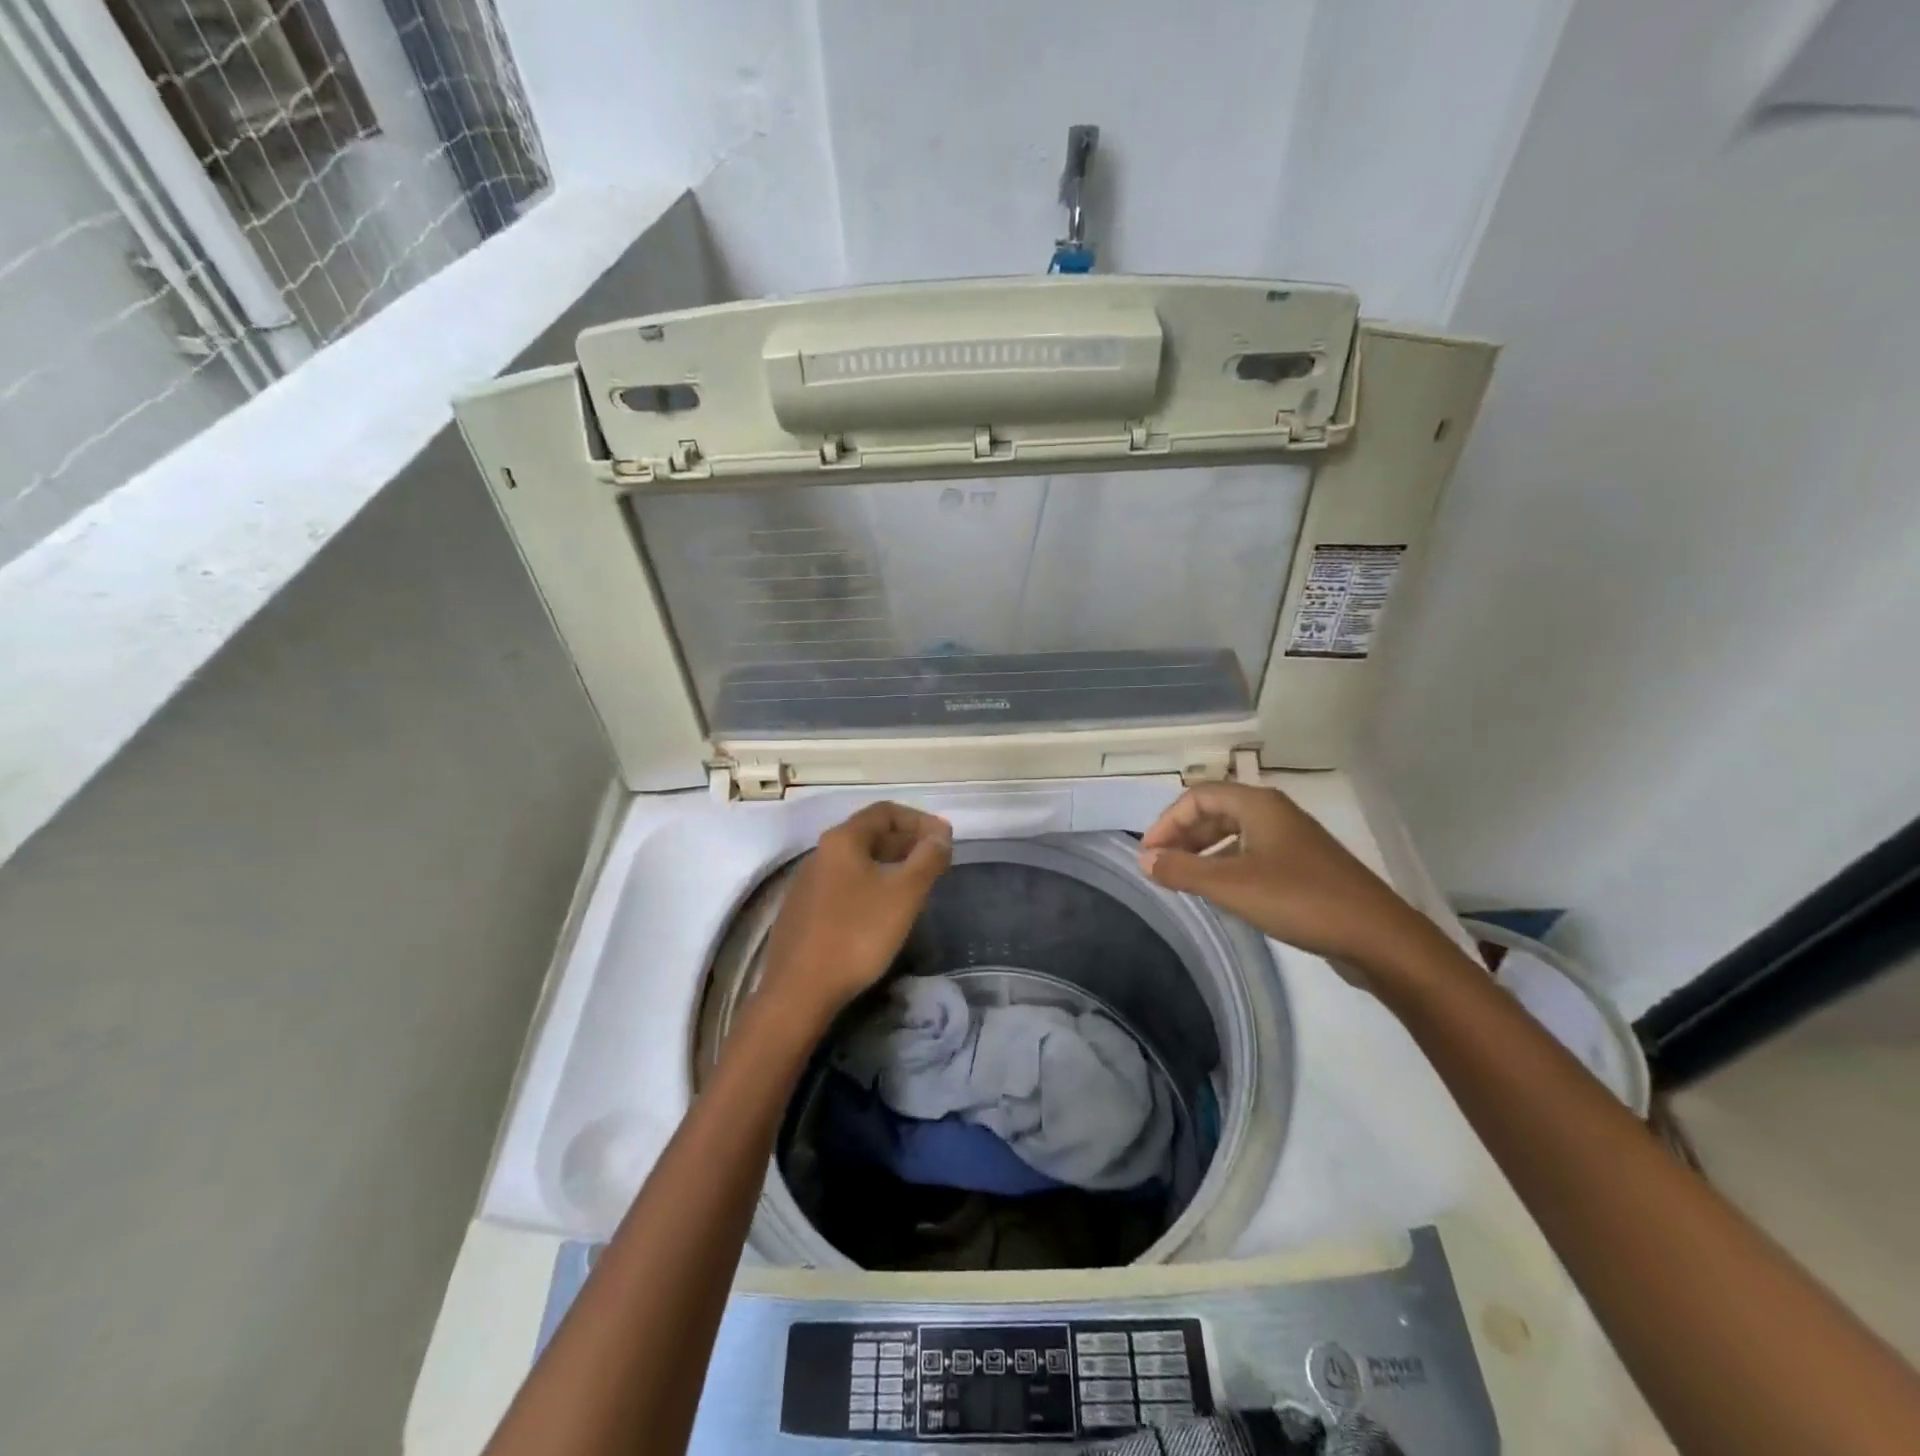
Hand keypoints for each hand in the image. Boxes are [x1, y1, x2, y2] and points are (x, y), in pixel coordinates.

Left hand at [757, 802, 952, 1028]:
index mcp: (843, 840)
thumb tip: (941, 834)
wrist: (799, 991)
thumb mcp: (904, 895)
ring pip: (856, 861)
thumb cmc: (857, 934)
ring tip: (915, 885)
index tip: (944, 839)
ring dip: (889, 864)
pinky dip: (870, 885)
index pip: (885, 811)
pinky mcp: (802, 911)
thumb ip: (927, 859)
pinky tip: (883, 911)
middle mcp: (820, 853)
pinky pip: (843, 885)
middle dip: (906, 842)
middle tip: (935, 861)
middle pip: (869, 834)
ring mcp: (807, 883)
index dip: (919, 820)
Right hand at [1137, 782, 1441, 987]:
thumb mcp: (1231, 885)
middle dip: (1183, 835)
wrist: (1378, 937)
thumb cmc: (1299, 900)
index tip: (1148, 854)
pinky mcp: (1303, 867)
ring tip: (1182, 879)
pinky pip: (1252, 855)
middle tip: (1160, 866)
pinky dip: (1227, 866)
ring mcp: (1292, 841)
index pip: (1198, 796)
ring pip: (1234, 834)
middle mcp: (1275, 814)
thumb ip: (1182, 870)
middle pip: (1216, 812)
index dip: (1167, 821)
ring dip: (1203, 852)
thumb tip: (1144, 859)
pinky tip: (1220, 892)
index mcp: (1258, 805)